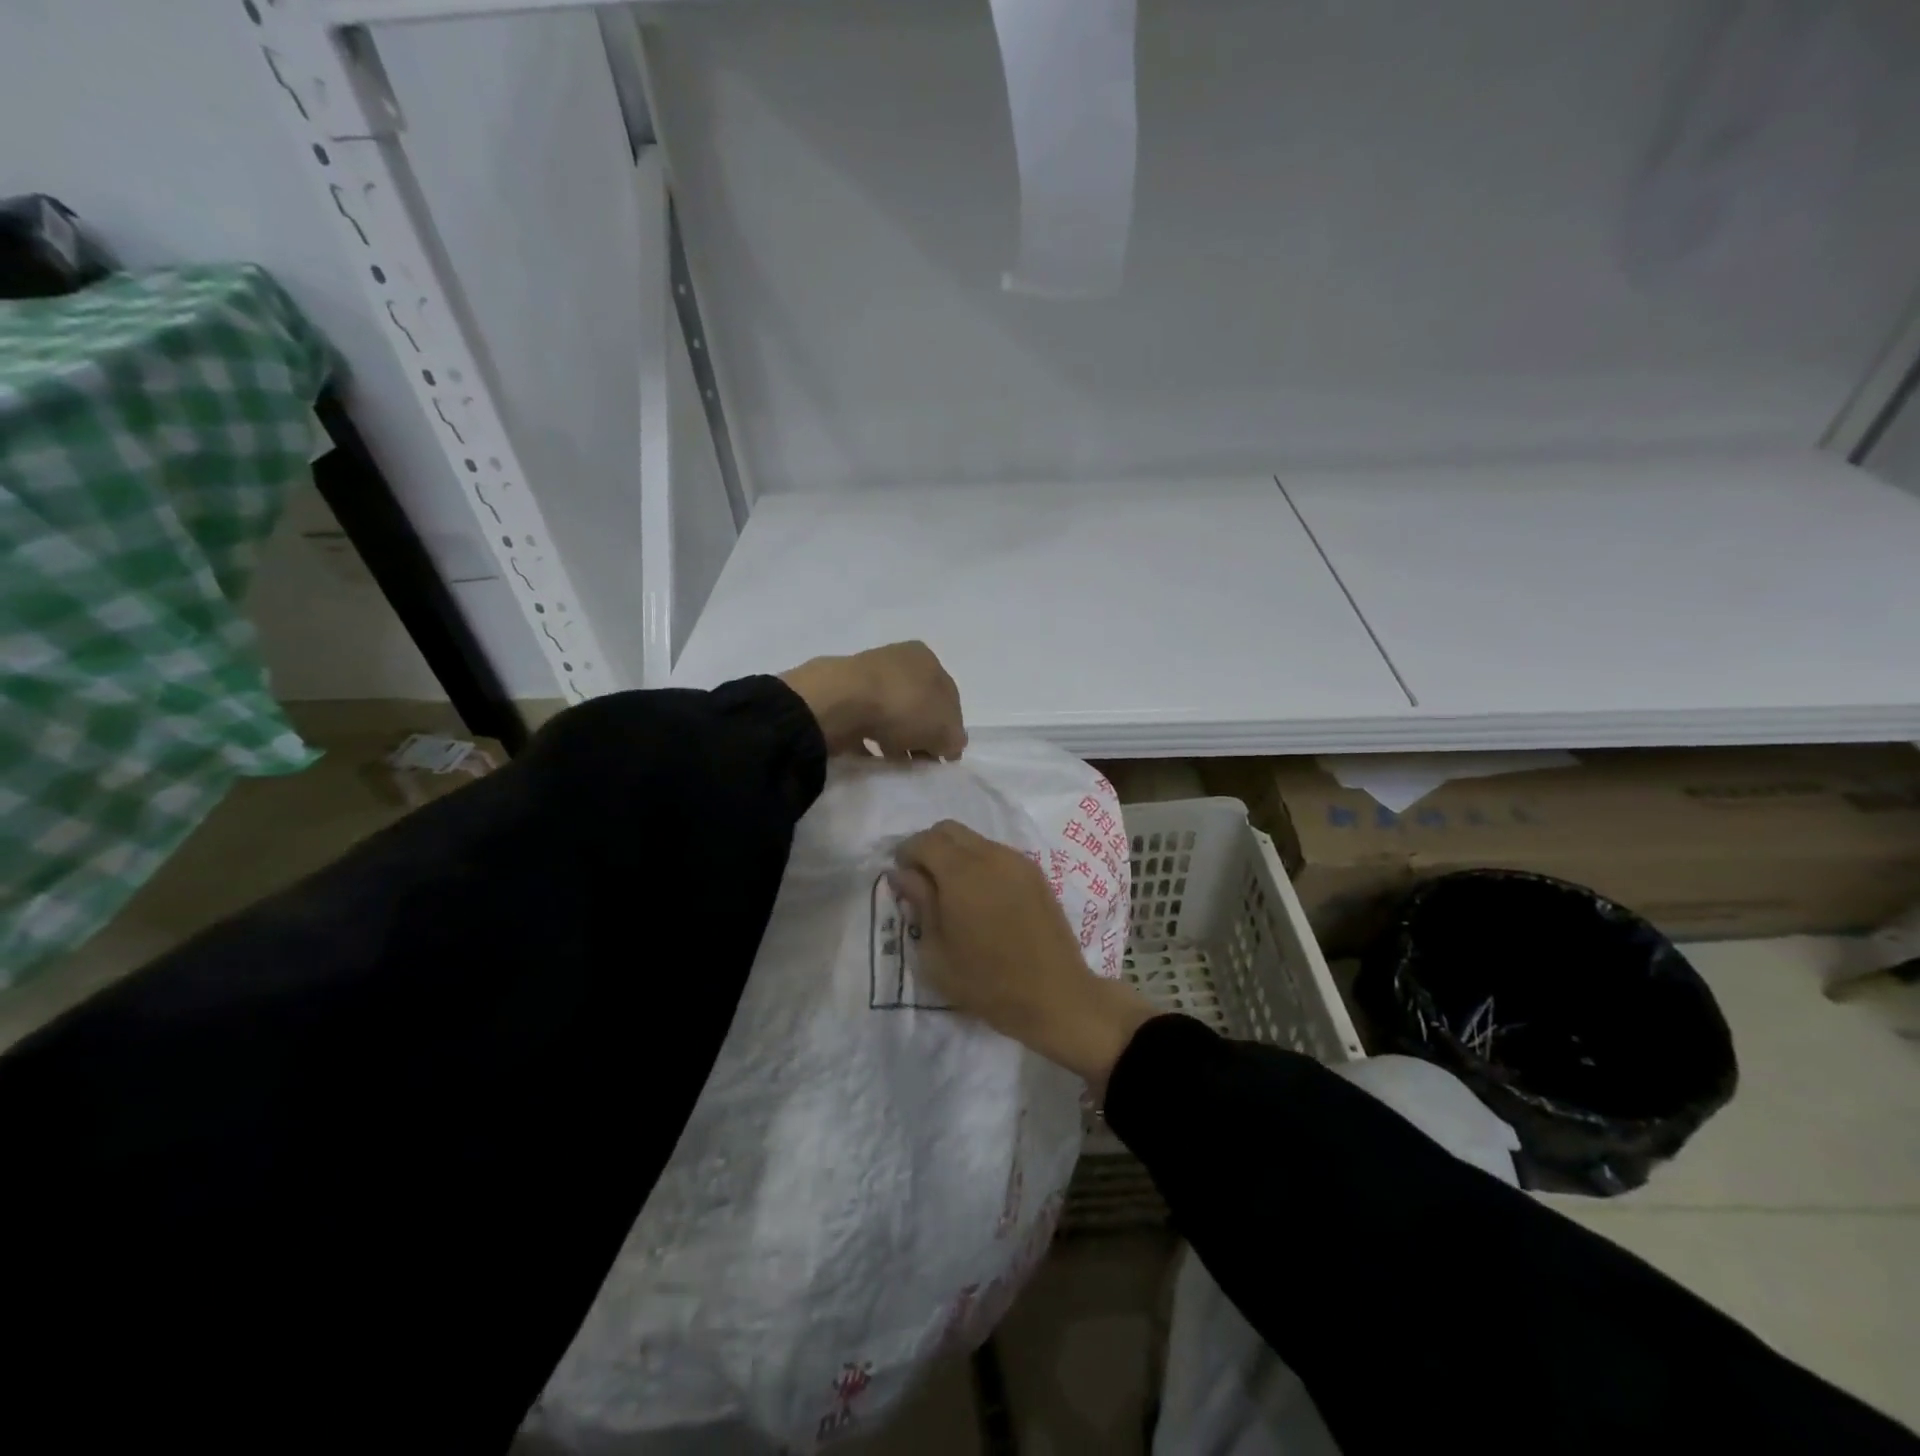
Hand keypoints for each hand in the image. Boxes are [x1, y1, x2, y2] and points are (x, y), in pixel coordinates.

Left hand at [780, 641, 965, 758]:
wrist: (839, 702)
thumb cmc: (902, 706)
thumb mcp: (943, 728)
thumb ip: (953, 739)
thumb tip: (951, 746)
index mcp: (926, 658)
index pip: (948, 696)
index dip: (950, 727)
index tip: (945, 754)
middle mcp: (896, 660)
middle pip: (918, 704)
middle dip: (921, 733)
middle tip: (921, 760)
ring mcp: (864, 675)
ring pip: (890, 713)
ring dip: (896, 737)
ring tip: (895, 761)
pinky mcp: (839, 695)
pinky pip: (863, 721)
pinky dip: (870, 738)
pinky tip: (872, 755)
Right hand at [891, 821, 1157, 1090]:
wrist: (1055, 995)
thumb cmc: (987, 982)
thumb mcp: (936, 952)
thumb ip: (919, 903)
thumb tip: (903, 874)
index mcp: (962, 872)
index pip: (925, 840)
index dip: (906, 853)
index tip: (901, 877)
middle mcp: (991, 855)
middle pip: (950, 830)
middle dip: (930, 847)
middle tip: (923, 881)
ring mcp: (1018, 861)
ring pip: (975, 840)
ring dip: (956, 855)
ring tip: (953, 893)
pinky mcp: (1036, 873)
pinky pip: (997, 854)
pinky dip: (980, 863)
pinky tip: (981, 898)